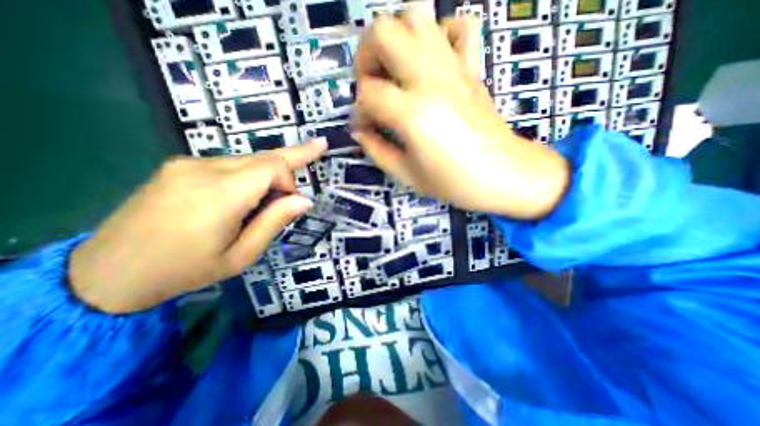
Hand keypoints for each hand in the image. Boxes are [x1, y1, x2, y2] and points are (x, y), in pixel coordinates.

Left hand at [72, 139, 330, 313]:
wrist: (108, 274)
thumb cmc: (186, 270)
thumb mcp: (241, 255)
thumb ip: (275, 222)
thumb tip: (304, 200)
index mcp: (221, 195)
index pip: (272, 165)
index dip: (296, 165)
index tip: (312, 163)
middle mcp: (203, 169)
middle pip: (262, 157)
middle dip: (287, 167)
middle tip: (310, 163)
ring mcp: (186, 164)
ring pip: (246, 161)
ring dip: (265, 177)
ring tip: (262, 206)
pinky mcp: (177, 166)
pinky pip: (228, 165)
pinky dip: (246, 177)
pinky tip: (239, 199)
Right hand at [350, 14, 568, 219]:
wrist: (503, 174)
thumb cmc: (455, 181)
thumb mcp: (407, 175)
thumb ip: (377, 151)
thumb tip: (360, 132)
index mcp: (412, 112)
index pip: (367, 94)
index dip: (358, 111)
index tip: (363, 128)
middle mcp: (430, 79)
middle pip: (383, 32)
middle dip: (366, 57)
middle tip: (371, 86)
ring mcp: (454, 67)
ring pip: (416, 15)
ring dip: (395, 38)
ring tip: (394, 70)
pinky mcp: (471, 67)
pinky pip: (458, 26)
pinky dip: (438, 34)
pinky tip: (430, 62)